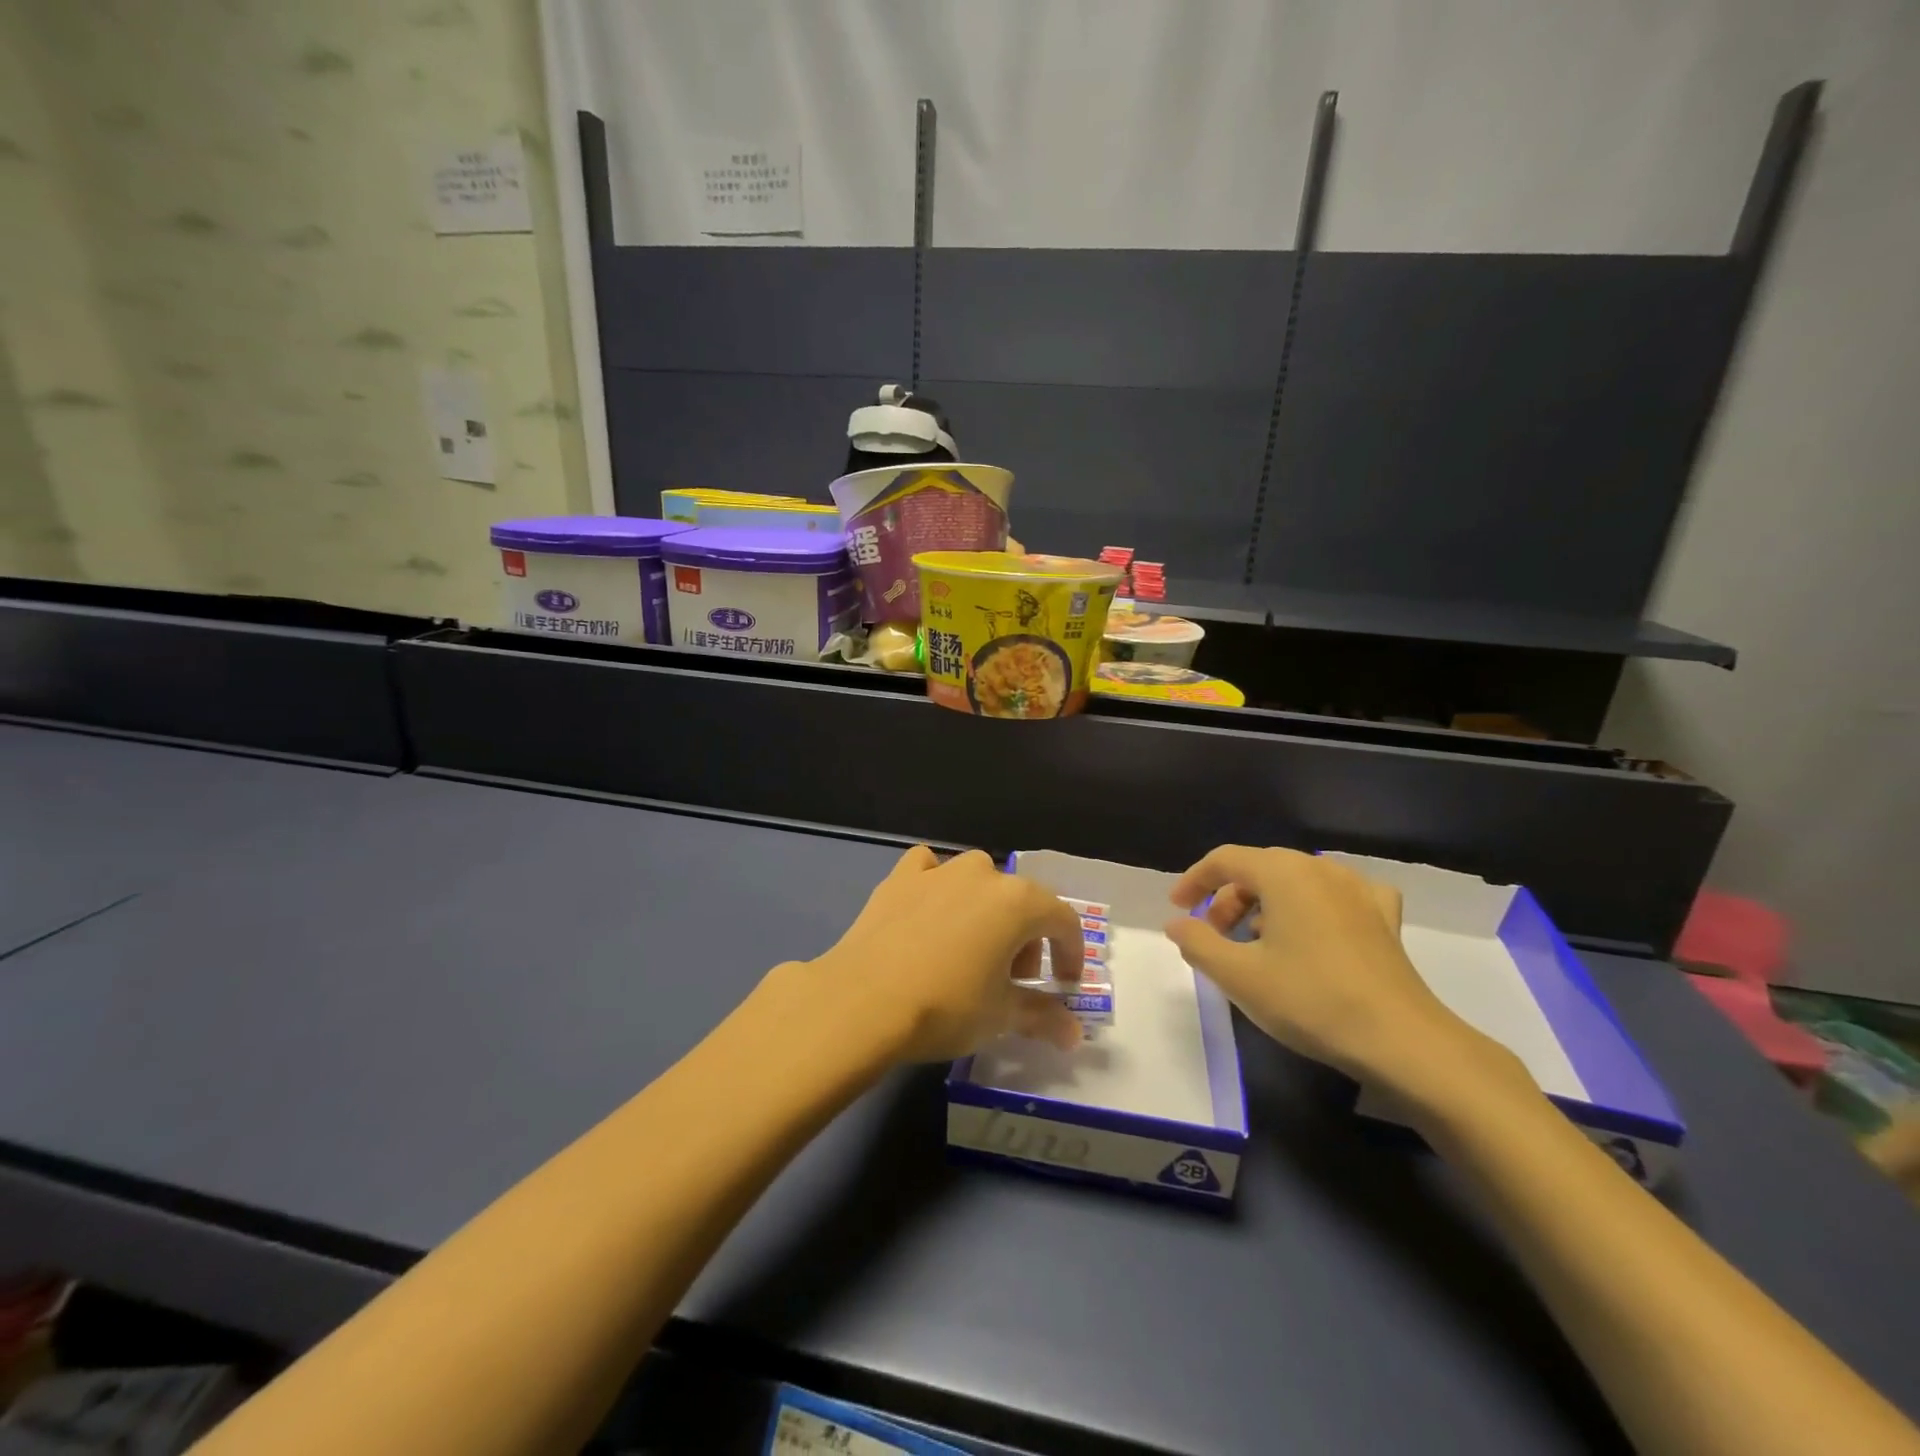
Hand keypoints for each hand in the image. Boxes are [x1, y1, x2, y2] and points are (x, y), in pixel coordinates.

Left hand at [805, 847, 1085, 1063]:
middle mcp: (983, 875)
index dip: (1071, 953)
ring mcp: (938, 871)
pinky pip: (929, 870)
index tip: (1065, 984)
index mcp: (1018, 902)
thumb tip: (1073, 1033)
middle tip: (1012, 981)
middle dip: (1026, 940)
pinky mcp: (899, 878)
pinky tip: (929, 911)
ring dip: (986, 910)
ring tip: (970, 950)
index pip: (1062, 920)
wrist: (863, 1001)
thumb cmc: (945, 1007)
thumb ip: (1043, 1017)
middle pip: (1021, 902)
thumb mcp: (1000, 1017)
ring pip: (978, 881)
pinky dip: (937, 885)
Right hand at [1163, 846, 1525, 1104]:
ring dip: (1266, 904)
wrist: (1402, 1041)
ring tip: (1255, 943)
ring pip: (1296, 881)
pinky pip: (1338, 895)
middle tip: (1213, 934)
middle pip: (1260, 868)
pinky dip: (1314, 905)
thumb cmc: (1310, 1000)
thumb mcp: (1237, 975)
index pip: (1225, 860)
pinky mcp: (1383, 918)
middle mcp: (1320, 869)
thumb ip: (1197, 942)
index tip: (1178, 909)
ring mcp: (1358, 890)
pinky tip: (1316, 928)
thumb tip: (1177, 923)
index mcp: (1283, 873)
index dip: (1194, 880)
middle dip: (1228, 897)